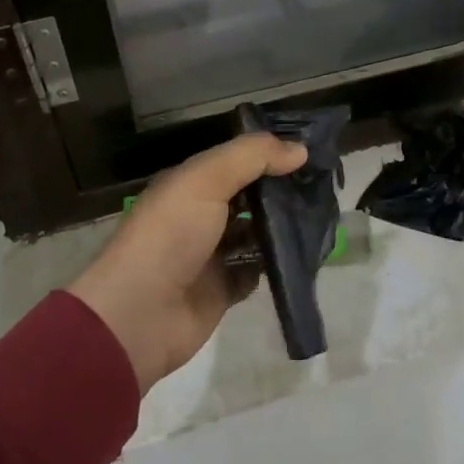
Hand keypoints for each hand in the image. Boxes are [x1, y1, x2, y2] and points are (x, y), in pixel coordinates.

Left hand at [69, 133, 308, 393]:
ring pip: (254, 233)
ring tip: (320, 217)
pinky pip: (255, 271)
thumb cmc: (170, 235)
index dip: (268, 154)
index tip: (310, 151)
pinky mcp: (222, 290)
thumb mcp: (205, 180)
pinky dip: (274, 264)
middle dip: (280, 190)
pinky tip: (300, 254)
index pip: (235, 160)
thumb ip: (251, 157)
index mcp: (189, 184)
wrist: (139, 314)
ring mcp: (210, 254)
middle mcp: (199, 215)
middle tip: (323, 186)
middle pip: (247, 196)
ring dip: (281, 227)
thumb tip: (300, 149)